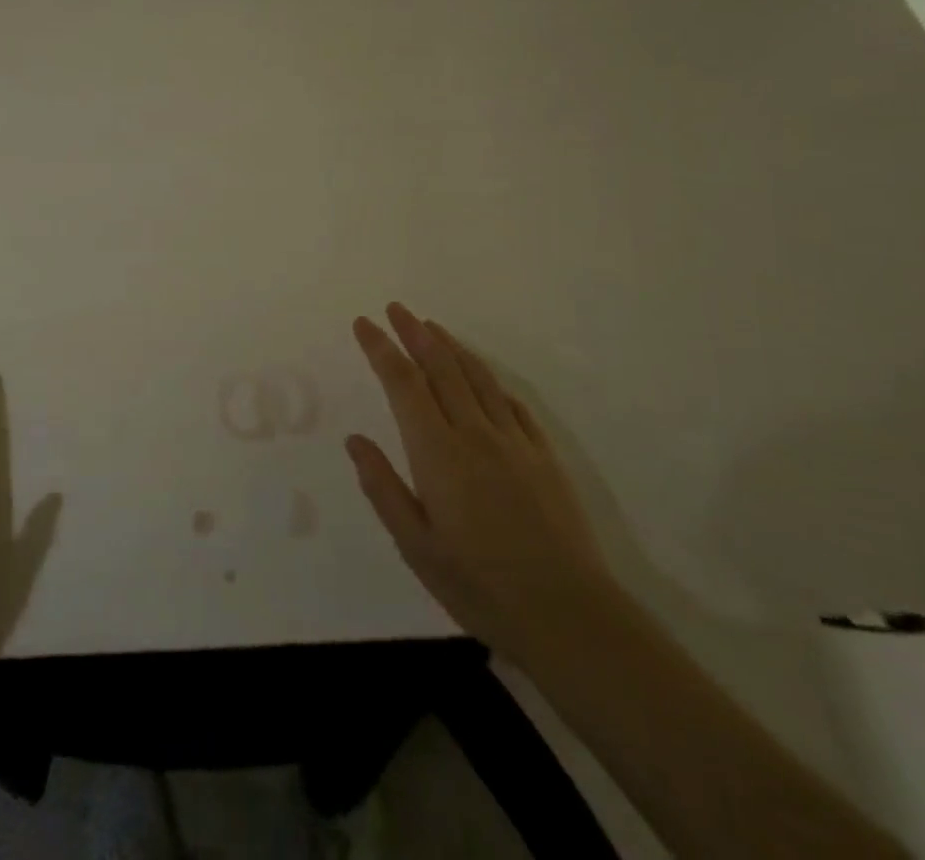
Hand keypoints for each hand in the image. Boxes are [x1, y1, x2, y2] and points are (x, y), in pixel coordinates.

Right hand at [347, 303, 618, 664]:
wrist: (569, 616)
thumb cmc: (479, 585)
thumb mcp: (415, 545)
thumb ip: (383, 488)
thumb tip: (355, 441)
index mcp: (437, 452)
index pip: (403, 384)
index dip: (381, 349)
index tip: (365, 324)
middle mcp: (474, 433)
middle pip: (440, 368)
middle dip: (415, 333)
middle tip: (396, 309)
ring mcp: (514, 443)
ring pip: (477, 378)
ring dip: (451, 347)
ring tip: (432, 327)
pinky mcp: (544, 458)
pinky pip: (512, 405)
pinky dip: (490, 382)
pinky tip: (483, 378)